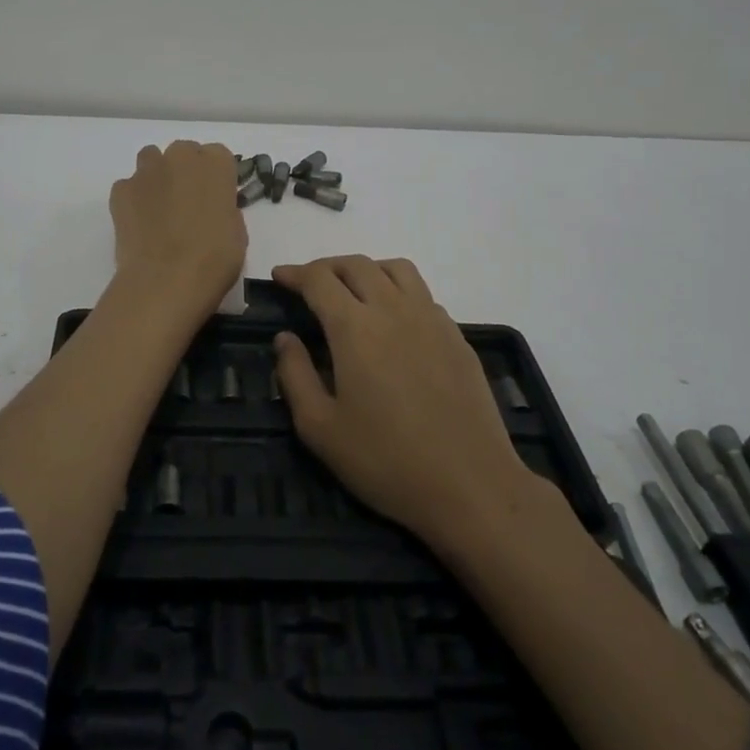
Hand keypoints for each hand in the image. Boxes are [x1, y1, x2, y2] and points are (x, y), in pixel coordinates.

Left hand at [109, 141, 246, 320]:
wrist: (166, 281)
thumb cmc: (214, 259)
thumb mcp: (237, 232)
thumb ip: (224, 209)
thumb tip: (211, 210)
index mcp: (216, 164)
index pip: (218, 156)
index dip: (216, 178)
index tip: (215, 199)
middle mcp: (180, 157)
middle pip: (184, 153)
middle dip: (185, 172)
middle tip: (187, 205)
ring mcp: (147, 171)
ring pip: (152, 160)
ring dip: (157, 177)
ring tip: (160, 210)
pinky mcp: (121, 190)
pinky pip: (129, 186)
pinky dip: (134, 199)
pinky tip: (139, 224)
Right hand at [272, 256, 531, 546]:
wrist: (470, 484)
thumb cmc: (385, 460)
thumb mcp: (319, 428)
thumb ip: (295, 375)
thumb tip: (285, 338)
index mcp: (355, 327)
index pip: (319, 279)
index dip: (294, 273)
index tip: (279, 277)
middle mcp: (394, 309)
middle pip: (357, 265)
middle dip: (326, 267)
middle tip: (308, 284)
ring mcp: (432, 319)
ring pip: (396, 269)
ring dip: (366, 270)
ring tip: (352, 291)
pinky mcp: (457, 337)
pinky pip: (422, 294)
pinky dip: (398, 291)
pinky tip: (393, 322)